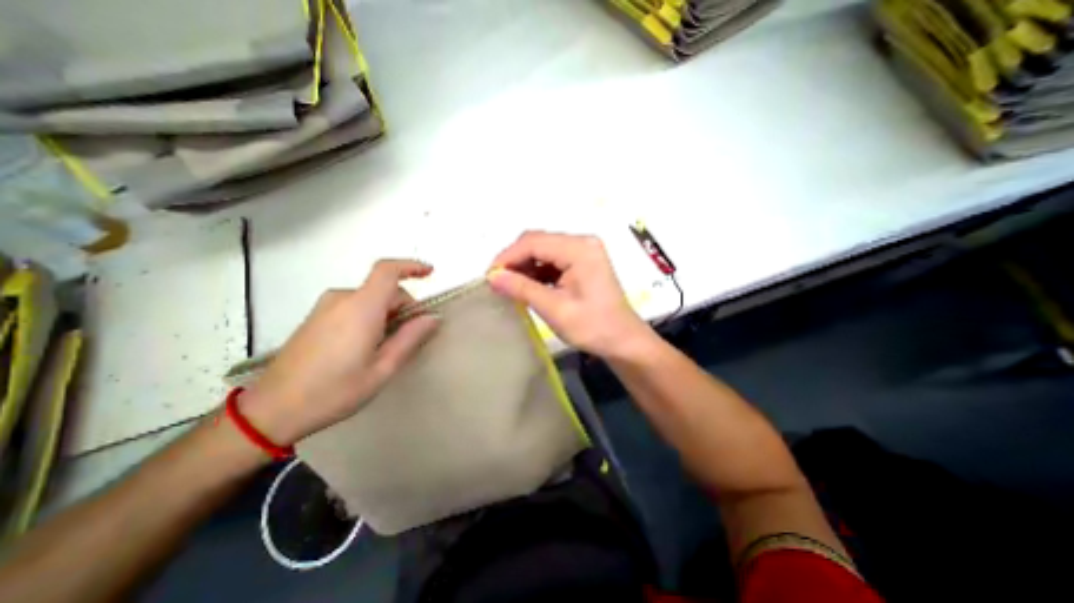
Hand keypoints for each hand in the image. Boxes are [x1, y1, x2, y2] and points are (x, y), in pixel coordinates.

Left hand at [241, 261, 441, 444]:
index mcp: (361, 308)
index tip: (430, 273)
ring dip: (387, 314)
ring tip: (387, 347)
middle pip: (383, 289)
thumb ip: (410, 338)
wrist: (271, 410)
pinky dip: (371, 316)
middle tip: (411, 336)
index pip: (388, 271)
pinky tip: (367, 346)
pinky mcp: (316, 317)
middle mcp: (342, 299)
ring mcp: (325, 307)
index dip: (411, 267)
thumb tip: (433, 317)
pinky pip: (354, 306)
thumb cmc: (333, 391)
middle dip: (404, 306)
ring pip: (370, 299)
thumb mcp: (382, 369)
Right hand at [489, 234, 653, 360]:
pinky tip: (527, 286)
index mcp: (579, 249)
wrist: (623, 341)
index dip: (507, 257)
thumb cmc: (593, 327)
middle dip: (515, 260)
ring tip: (509, 286)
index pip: (533, 242)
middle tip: (497, 282)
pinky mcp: (582, 262)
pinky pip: (553, 260)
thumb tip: (492, 277)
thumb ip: (522, 289)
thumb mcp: (555, 309)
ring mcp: (584, 251)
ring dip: (525, 266)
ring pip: (543, 251)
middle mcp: (582, 242)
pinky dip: (537, 272)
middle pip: (538, 242)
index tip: (489, 276)